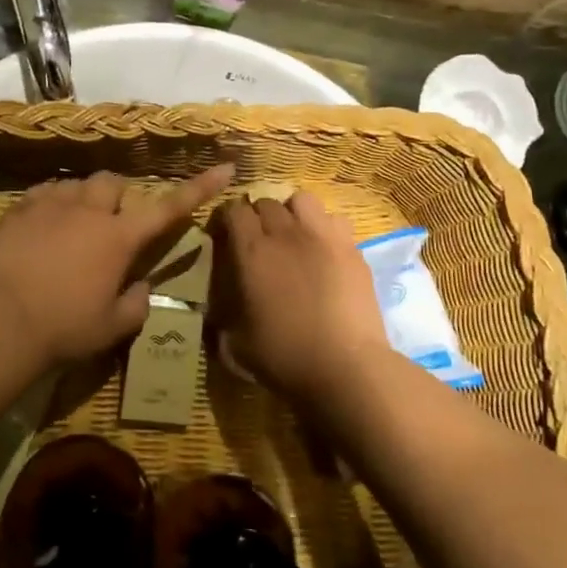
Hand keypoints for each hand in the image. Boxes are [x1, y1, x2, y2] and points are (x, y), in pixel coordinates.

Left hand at [0, 164, 234, 368]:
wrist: (1, 320)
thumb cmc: (64, 328)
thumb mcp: (111, 327)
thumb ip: (136, 304)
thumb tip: (142, 286)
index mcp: (120, 238)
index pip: (170, 208)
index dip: (200, 188)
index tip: (225, 168)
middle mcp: (90, 211)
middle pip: (113, 183)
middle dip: (118, 198)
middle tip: (109, 226)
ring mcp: (52, 205)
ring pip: (77, 184)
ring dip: (84, 200)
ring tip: (72, 227)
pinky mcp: (20, 208)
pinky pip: (44, 191)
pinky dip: (52, 202)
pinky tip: (43, 224)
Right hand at [214, 190, 393, 402]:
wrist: (346, 367)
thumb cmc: (285, 355)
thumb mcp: (237, 343)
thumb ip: (223, 319)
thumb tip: (215, 314)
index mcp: (251, 251)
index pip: (233, 210)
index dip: (226, 220)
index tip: (224, 236)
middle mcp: (285, 233)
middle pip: (266, 202)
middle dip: (257, 215)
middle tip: (258, 239)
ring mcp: (322, 236)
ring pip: (302, 200)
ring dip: (292, 211)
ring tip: (292, 233)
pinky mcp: (352, 248)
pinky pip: (334, 220)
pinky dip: (324, 227)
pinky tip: (323, 248)